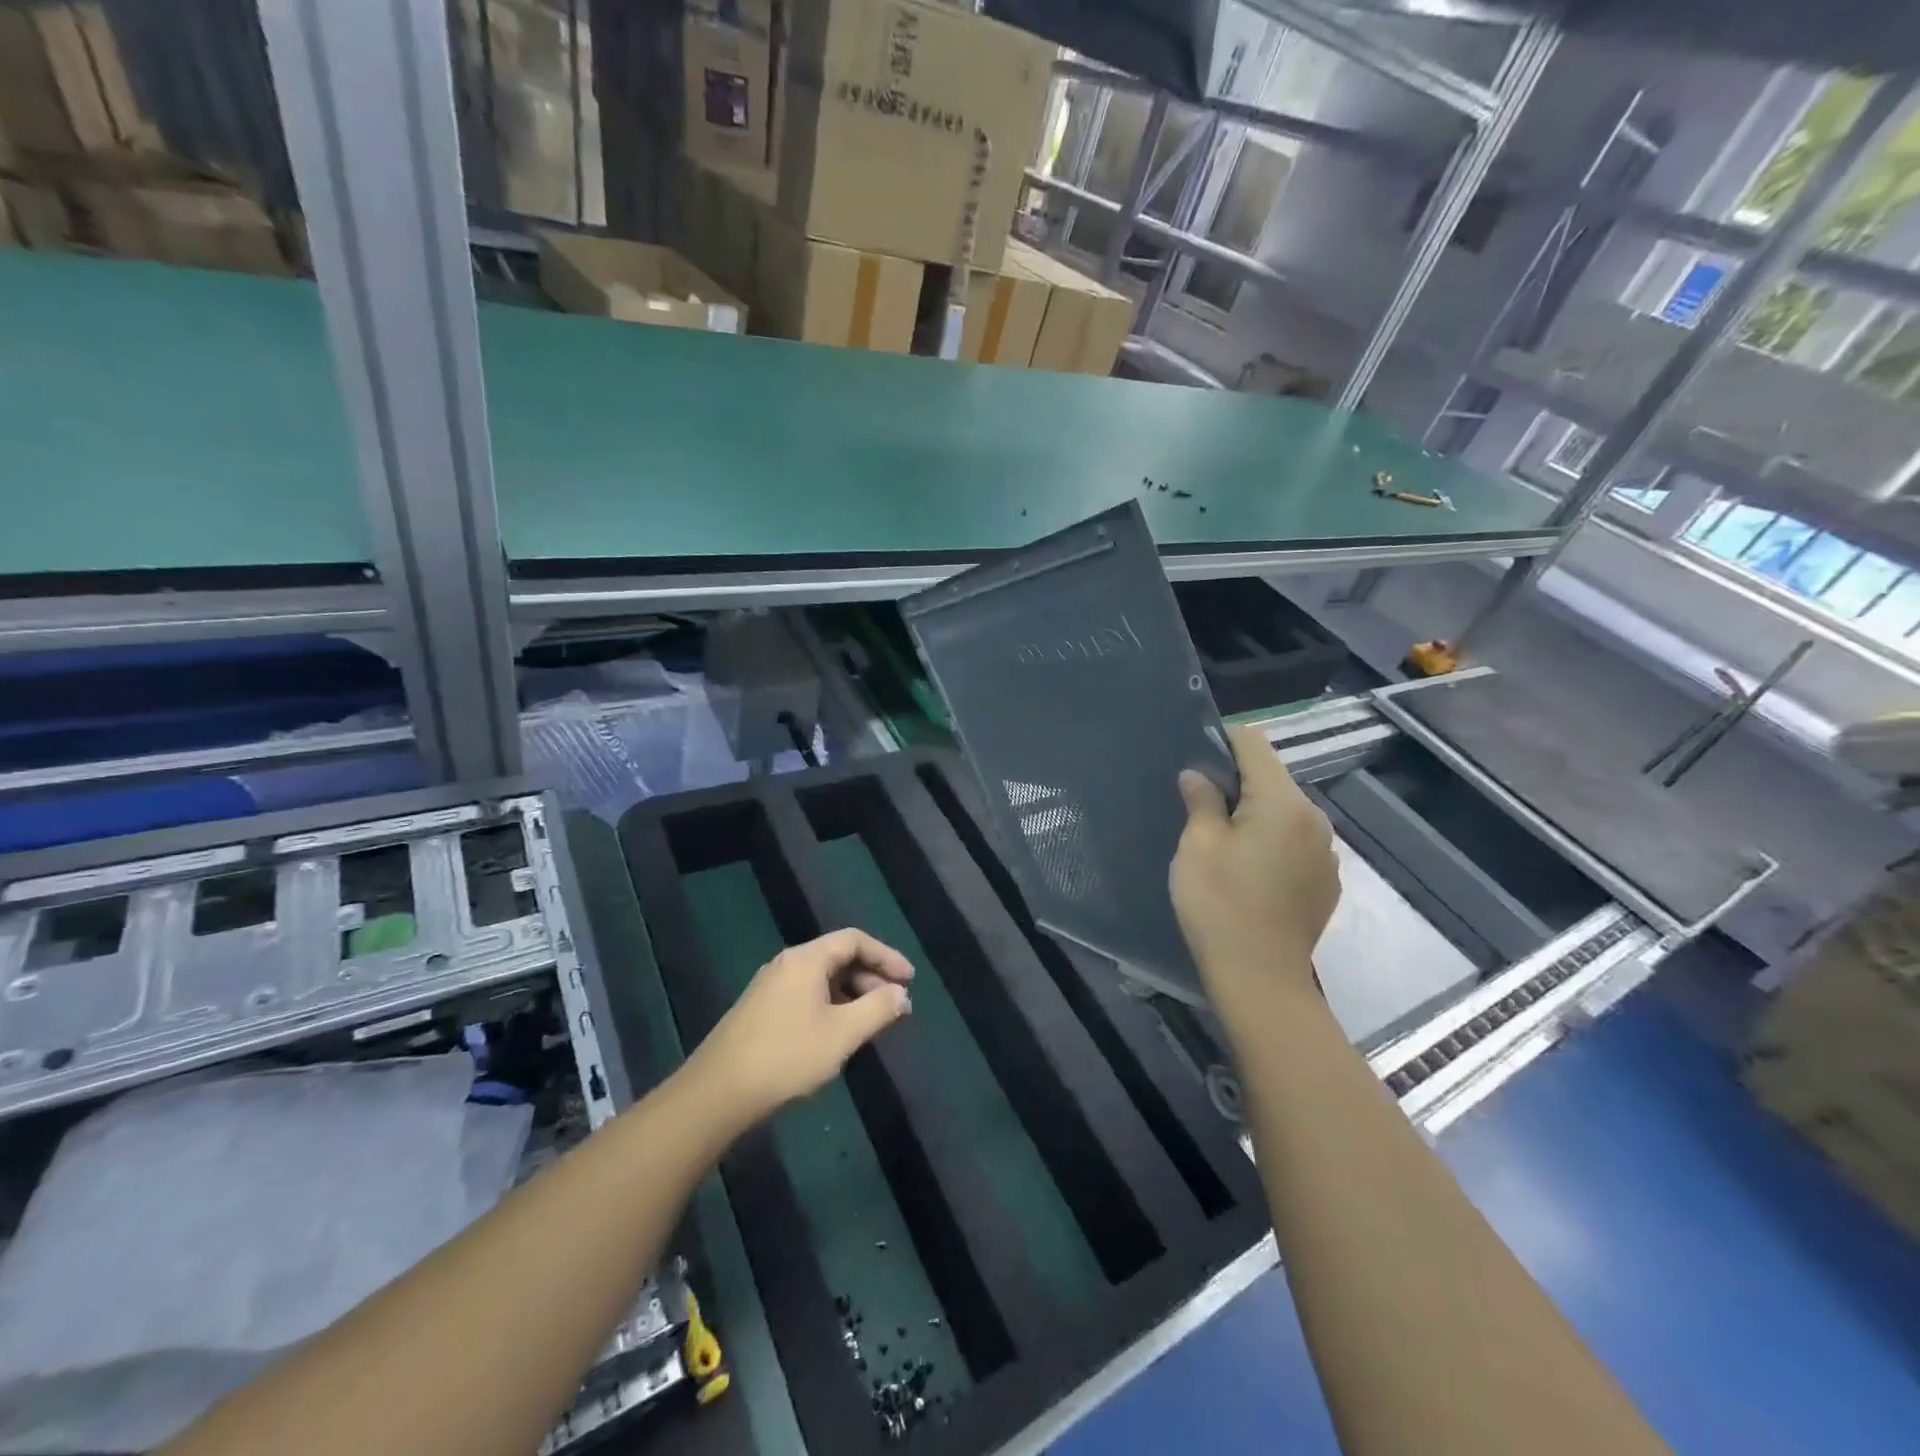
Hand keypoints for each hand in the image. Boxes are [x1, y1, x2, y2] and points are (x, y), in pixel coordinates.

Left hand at [688, 928, 913, 1124]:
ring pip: (822, 980)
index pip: (854, 940)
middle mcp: (787, 964)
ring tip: (872, 1024)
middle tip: (895, 1008)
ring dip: (853, 996)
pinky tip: (839, 1035)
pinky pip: (807, 996)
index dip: (887, 956)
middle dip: (872, 979)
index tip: (909, 980)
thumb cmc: (786, 1057)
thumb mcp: (842, 1034)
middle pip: (838, 958)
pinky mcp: (760, 1011)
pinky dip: (832, 1007)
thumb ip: (878, 1009)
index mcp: (806, 960)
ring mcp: (770, 988)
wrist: (716, 1094)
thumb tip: (901, 995)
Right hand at [1170, 724, 1339, 1006]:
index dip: (1223, 739)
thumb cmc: (1220, 904)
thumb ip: (1201, 801)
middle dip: (1238, 781)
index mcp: (1282, 802)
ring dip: (1256, 814)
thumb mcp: (1197, 847)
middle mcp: (1314, 818)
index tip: (1197, 754)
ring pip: (1285, 812)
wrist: (1260, 978)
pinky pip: (1297, 843)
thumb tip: (1198, 776)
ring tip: (1224, 840)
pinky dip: (1273, 842)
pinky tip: (1250, 872)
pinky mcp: (1327, 881)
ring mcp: (1327, 852)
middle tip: (1200, 803)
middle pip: (1273, 778)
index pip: (1254, 744)